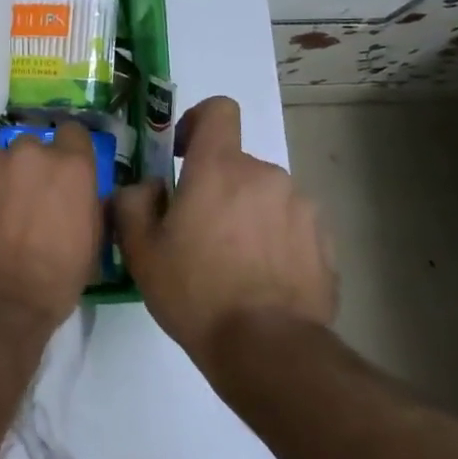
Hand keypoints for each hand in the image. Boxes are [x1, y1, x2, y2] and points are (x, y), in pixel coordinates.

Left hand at [0, 122, 102, 331]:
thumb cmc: (53, 282)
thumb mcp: (91, 244)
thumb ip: (86, 204)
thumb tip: (80, 194)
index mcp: (69, 166)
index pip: (72, 132)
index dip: (67, 150)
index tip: (61, 170)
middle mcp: (26, 154)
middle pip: (28, 145)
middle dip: (26, 167)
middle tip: (21, 199)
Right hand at [113, 97, 334, 358]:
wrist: (267, 348)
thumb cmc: (194, 290)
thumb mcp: (140, 249)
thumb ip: (133, 202)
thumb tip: (148, 187)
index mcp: (220, 168)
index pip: (219, 110)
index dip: (198, 121)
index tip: (183, 154)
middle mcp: (266, 175)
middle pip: (236, 164)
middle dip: (215, 186)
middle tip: (194, 232)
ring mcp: (302, 207)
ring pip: (263, 195)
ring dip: (245, 214)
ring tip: (230, 262)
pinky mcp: (324, 241)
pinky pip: (289, 225)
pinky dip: (272, 239)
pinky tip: (259, 278)